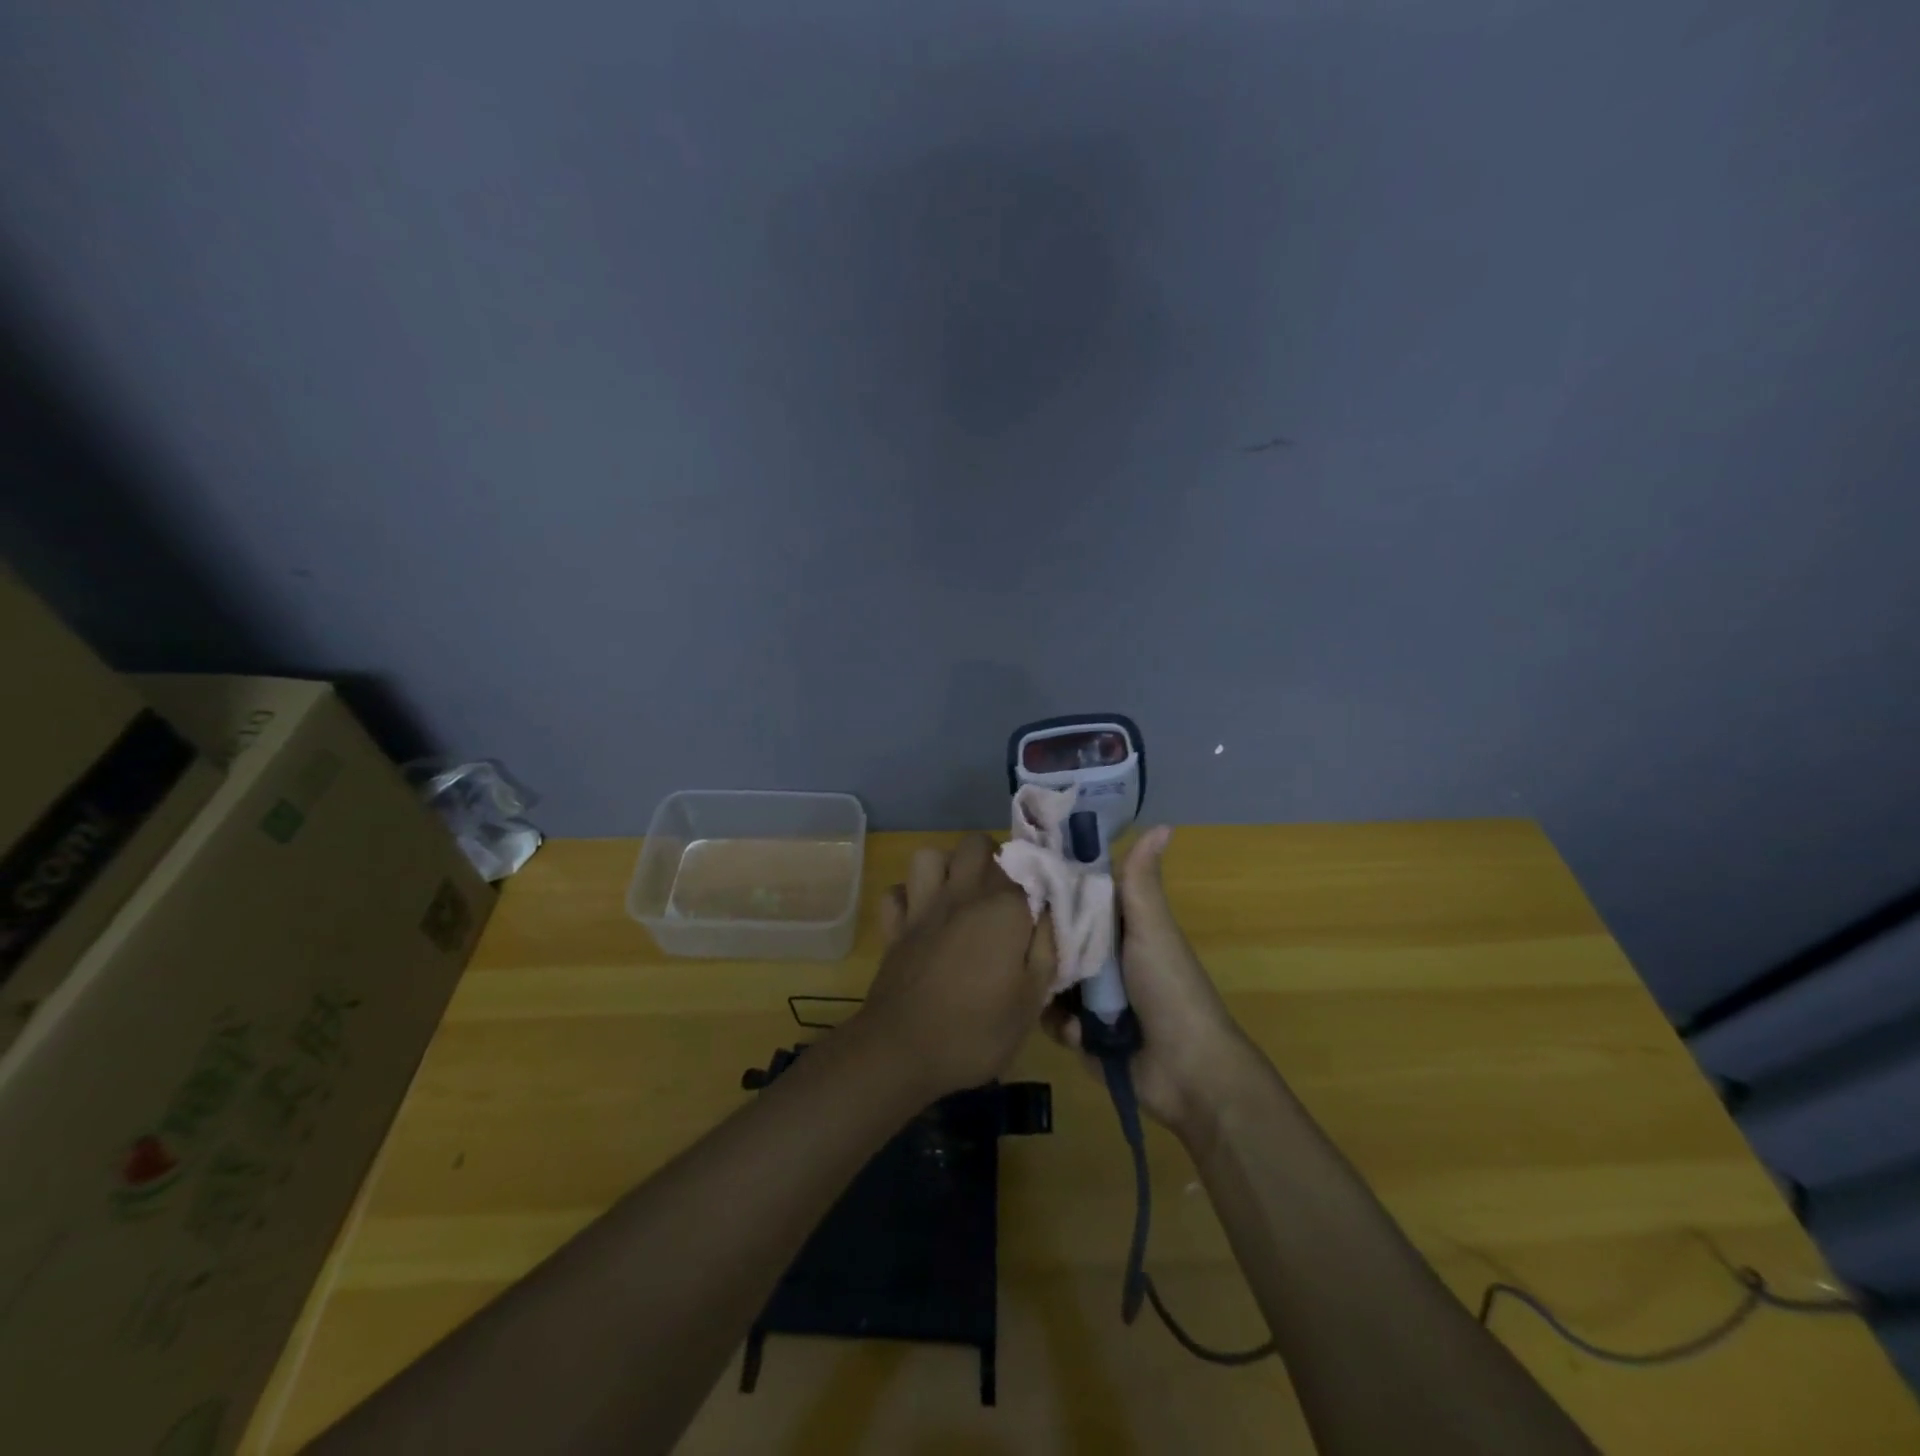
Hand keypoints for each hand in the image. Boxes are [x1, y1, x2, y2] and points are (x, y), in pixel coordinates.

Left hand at [855, 833, 1056, 1101]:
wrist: (902, 1052)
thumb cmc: (977, 1031)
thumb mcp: (1032, 1000)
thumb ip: (1047, 947)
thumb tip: (1053, 911)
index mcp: (1003, 908)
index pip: (1030, 867)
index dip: (1040, 878)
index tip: (1045, 901)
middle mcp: (962, 893)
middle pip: (977, 845)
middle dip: (993, 859)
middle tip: (1004, 895)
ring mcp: (922, 906)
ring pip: (930, 856)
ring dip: (946, 868)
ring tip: (961, 896)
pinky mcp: (894, 927)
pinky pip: (897, 893)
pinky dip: (908, 898)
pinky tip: (921, 918)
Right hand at [1042, 827, 1259, 1136]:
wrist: (1187, 1071)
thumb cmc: (1170, 989)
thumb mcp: (1153, 929)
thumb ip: (1142, 882)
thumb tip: (1163, 824)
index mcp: (1119, 928)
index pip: (1076, 898)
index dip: (1052, 887)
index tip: (1022, 876)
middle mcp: (1102, 958)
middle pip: (1057, 939)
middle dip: (1042, 943)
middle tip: (1019, 939)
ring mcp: (1090, 998)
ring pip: (1049, 978)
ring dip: (1050, 989)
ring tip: (1055, 993)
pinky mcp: (1081, 1034)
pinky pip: (1053, 1019)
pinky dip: (1062, 1026)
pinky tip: (1077, 1032)